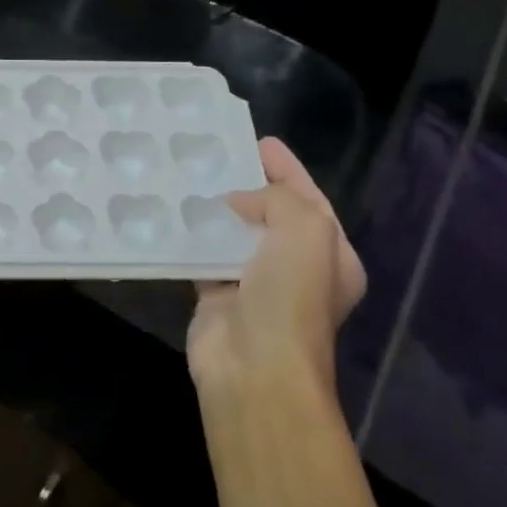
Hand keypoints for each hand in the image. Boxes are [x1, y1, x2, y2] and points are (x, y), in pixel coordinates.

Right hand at [187, 138, 365, 393]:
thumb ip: (277, 198)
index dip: (288, 169)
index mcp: (332, 255)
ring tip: (190, 176)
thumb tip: (236, 202)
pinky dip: (192, 237)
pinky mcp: (217, 296)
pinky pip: (204, 256)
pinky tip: (174, 213)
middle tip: (219, 155)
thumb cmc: (291, 296)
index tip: (260, 141)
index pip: (310, 199)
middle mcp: (297, 269)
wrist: (255, 365)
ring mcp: (256, 284)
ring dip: (217, 210)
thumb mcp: (306, 230)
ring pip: (235, 234)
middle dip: (249, 186)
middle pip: (271, 214)